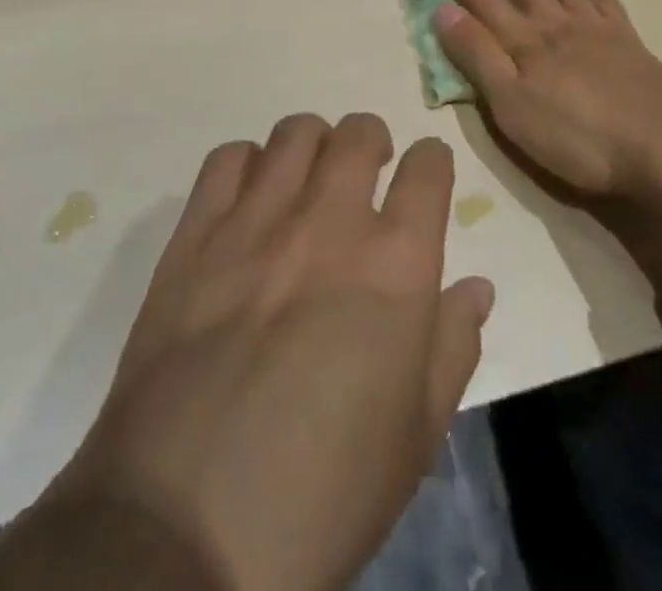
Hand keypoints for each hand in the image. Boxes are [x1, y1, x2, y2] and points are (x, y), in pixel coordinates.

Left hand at [0, 114, 491, 590]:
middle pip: (359, 133)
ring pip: (295, 133)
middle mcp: (329, 222)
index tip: (424, 178)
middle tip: (366, 172)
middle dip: (372, 142)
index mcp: (396, 266)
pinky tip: (249, 200)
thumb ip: (453, 346)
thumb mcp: (415, 438)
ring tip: (309, 179)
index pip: (428, 169)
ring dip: (313, 145)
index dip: (432, 165)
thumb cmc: (323, 493)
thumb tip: (476, 286)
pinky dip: (247, 164)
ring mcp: (257, 220)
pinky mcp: (196, 233)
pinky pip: (227, 159)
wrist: (186, 528)